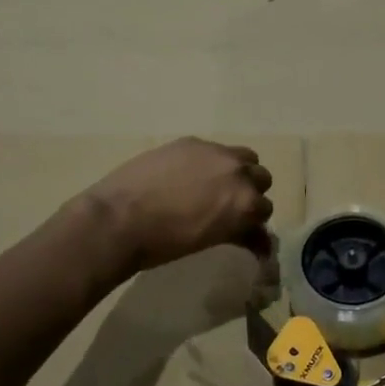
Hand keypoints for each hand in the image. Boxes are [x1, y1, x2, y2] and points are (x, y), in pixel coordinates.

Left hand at [81, 138, 274, 272]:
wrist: (119, 218)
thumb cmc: (165, 242)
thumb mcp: (210, 240)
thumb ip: (240, 234)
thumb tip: (261, 243)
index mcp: (246, 203)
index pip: (265, 209)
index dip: (253, 220)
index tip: (242, 228)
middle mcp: (239, 173)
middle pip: (261, 178)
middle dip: (250, 192)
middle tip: (229, 205)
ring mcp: (215, 152)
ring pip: (244, 157)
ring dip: (237, 170)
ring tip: (214, 183)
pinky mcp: (191, 142)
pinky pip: (213, 149)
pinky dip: (209, 162)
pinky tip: (186, 174)